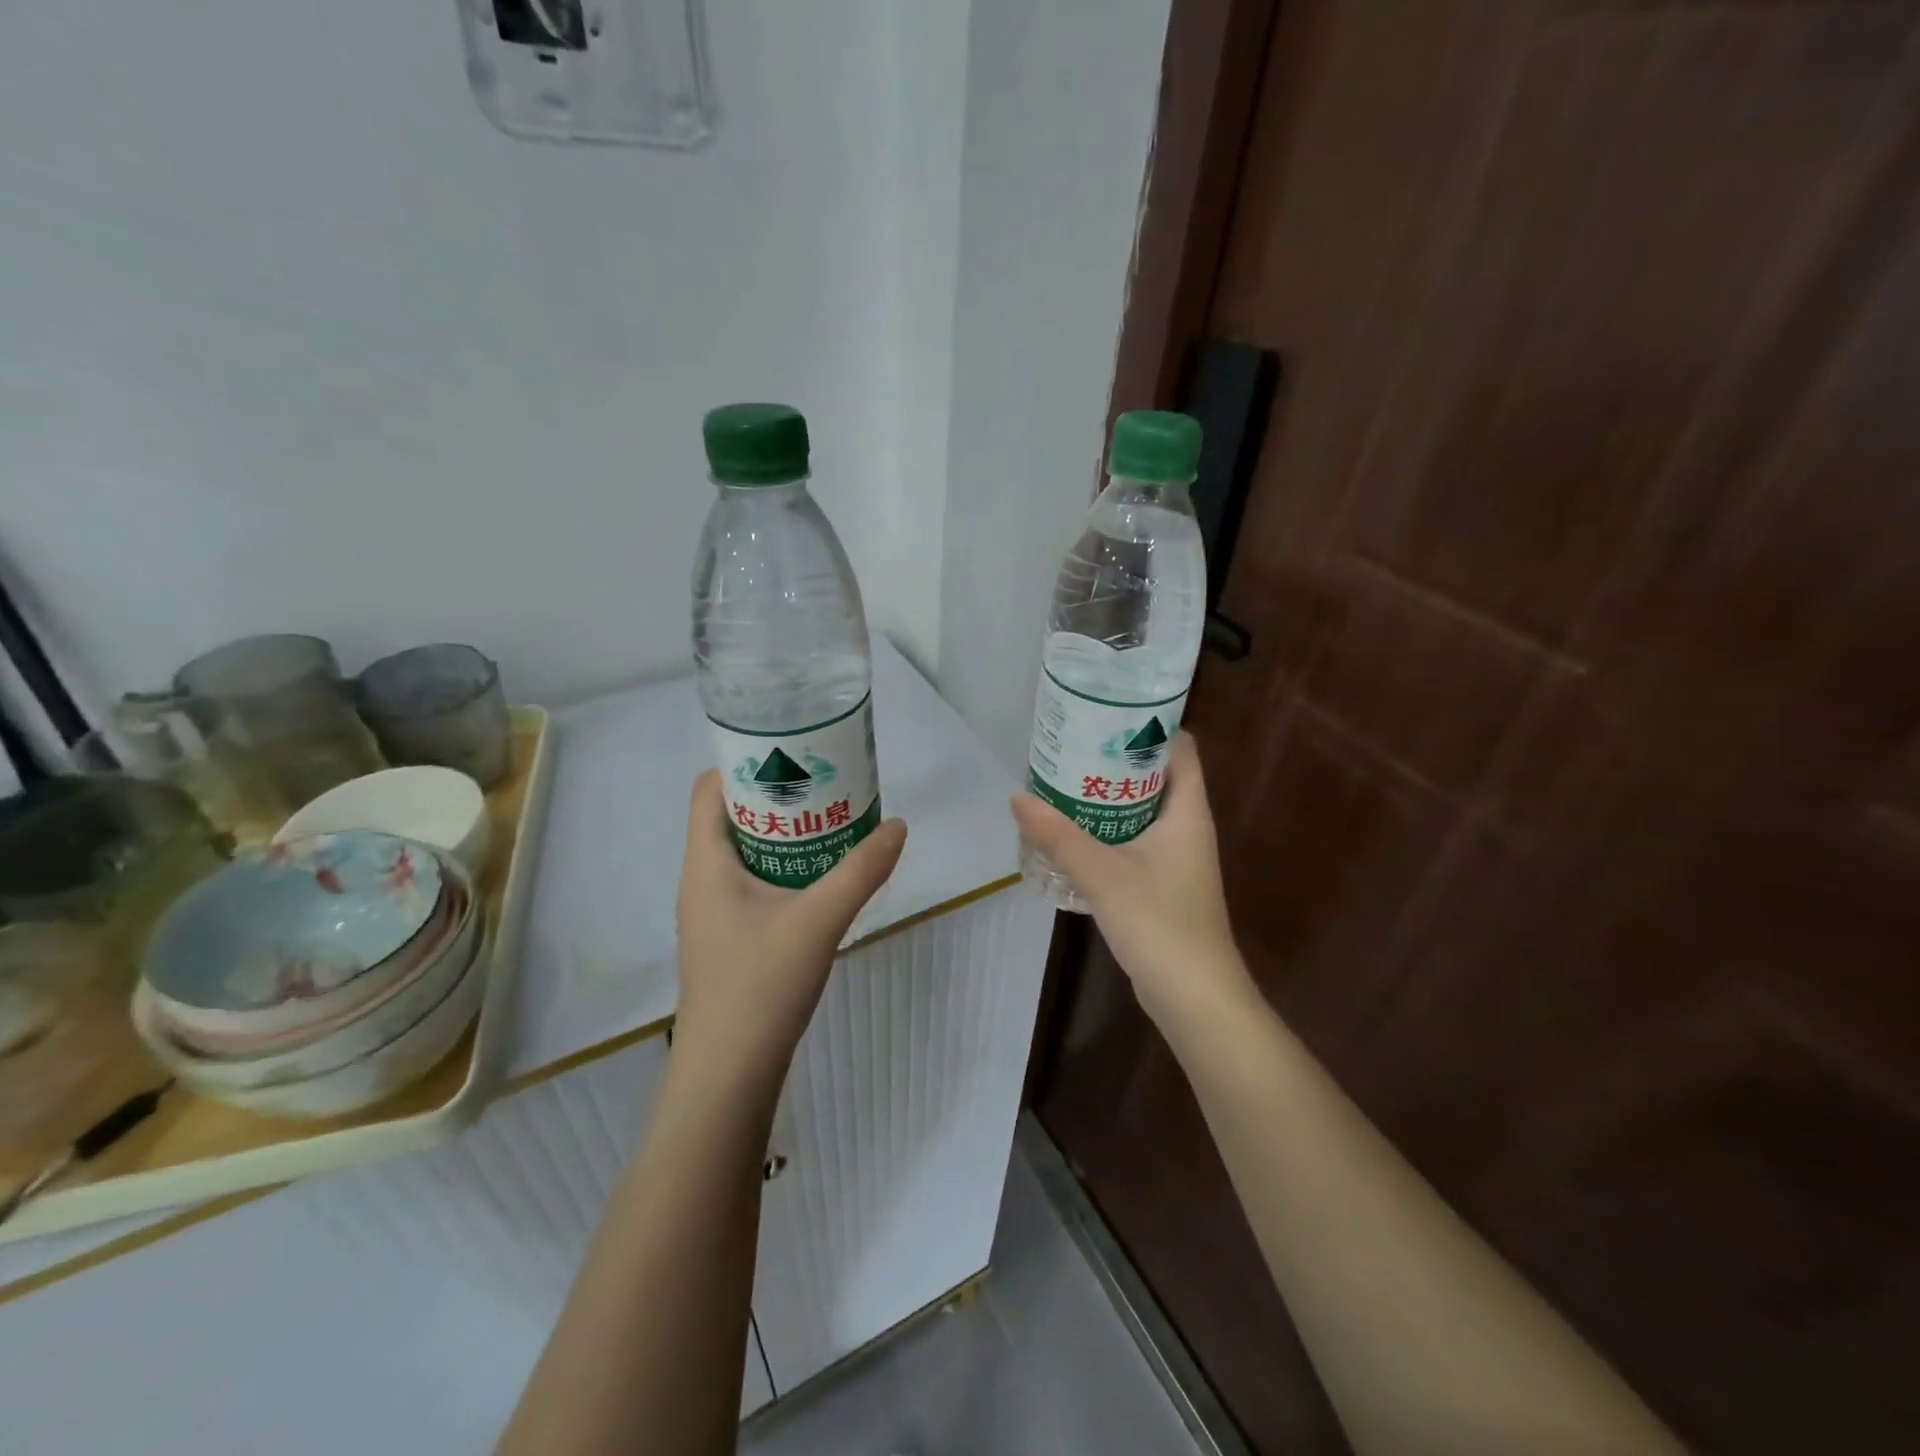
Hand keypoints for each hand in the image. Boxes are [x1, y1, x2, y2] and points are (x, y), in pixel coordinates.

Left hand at [673, 771, 906, 1097]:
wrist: (728, 1074)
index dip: (745, 762)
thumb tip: (898, 825)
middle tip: (827, 782)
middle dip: (778, 794)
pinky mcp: (730, 936)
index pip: (709, 788)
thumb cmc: (760, 986)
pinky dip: (785, 865)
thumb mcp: (819, 921)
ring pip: (746, 851)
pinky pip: (754, 881)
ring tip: (832, 820)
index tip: (794, 752)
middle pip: (732, 815)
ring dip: (785, 832)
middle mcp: (702, 878)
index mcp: (706, 862)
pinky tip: (823, 876)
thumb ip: (861, 871)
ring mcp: (713, 911)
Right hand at [1011, 733, 1251, 1027]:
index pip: (1179, 747)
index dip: (1149, 724)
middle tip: (1071, 744)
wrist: (1194, 997)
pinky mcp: (1161, 883)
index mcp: (1187, 812)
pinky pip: (1133, 840)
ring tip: (1063, 780)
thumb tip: (1017, 797)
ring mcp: (1175, 857)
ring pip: (1140, 810)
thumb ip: (1058, 836)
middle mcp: (1186, 827)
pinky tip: (1071, 833)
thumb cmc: (1159, 924)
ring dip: (1107, 796)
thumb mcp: (1102, 874)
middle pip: (1154, 776)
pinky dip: (1106, 829)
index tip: (1106, 711)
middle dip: (1115, 759)